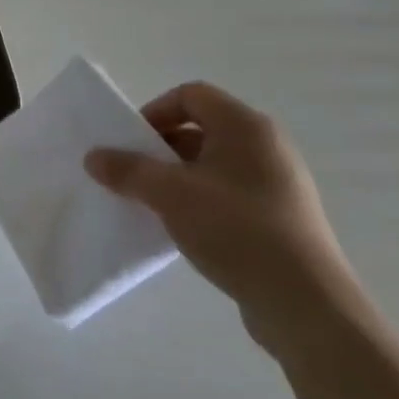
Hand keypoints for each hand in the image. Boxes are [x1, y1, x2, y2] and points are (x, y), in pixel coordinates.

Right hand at [84, 82, 359, 355]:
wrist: (305, 303)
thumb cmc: (236, 229)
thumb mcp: (169, 194)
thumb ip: (127, 170)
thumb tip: (93, 157)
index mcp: (246, 127)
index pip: (191, 95)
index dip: (155, 112)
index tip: (132, 143)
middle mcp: (267, 146)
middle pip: (201, 129)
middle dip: (161, 148)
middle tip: (134, 174)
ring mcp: (278, 184)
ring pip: (213, 165)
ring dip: (177, 178)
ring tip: (153, 204)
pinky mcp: (281, 218)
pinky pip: (229, 194)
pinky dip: (200, 201)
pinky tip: (184, 229)